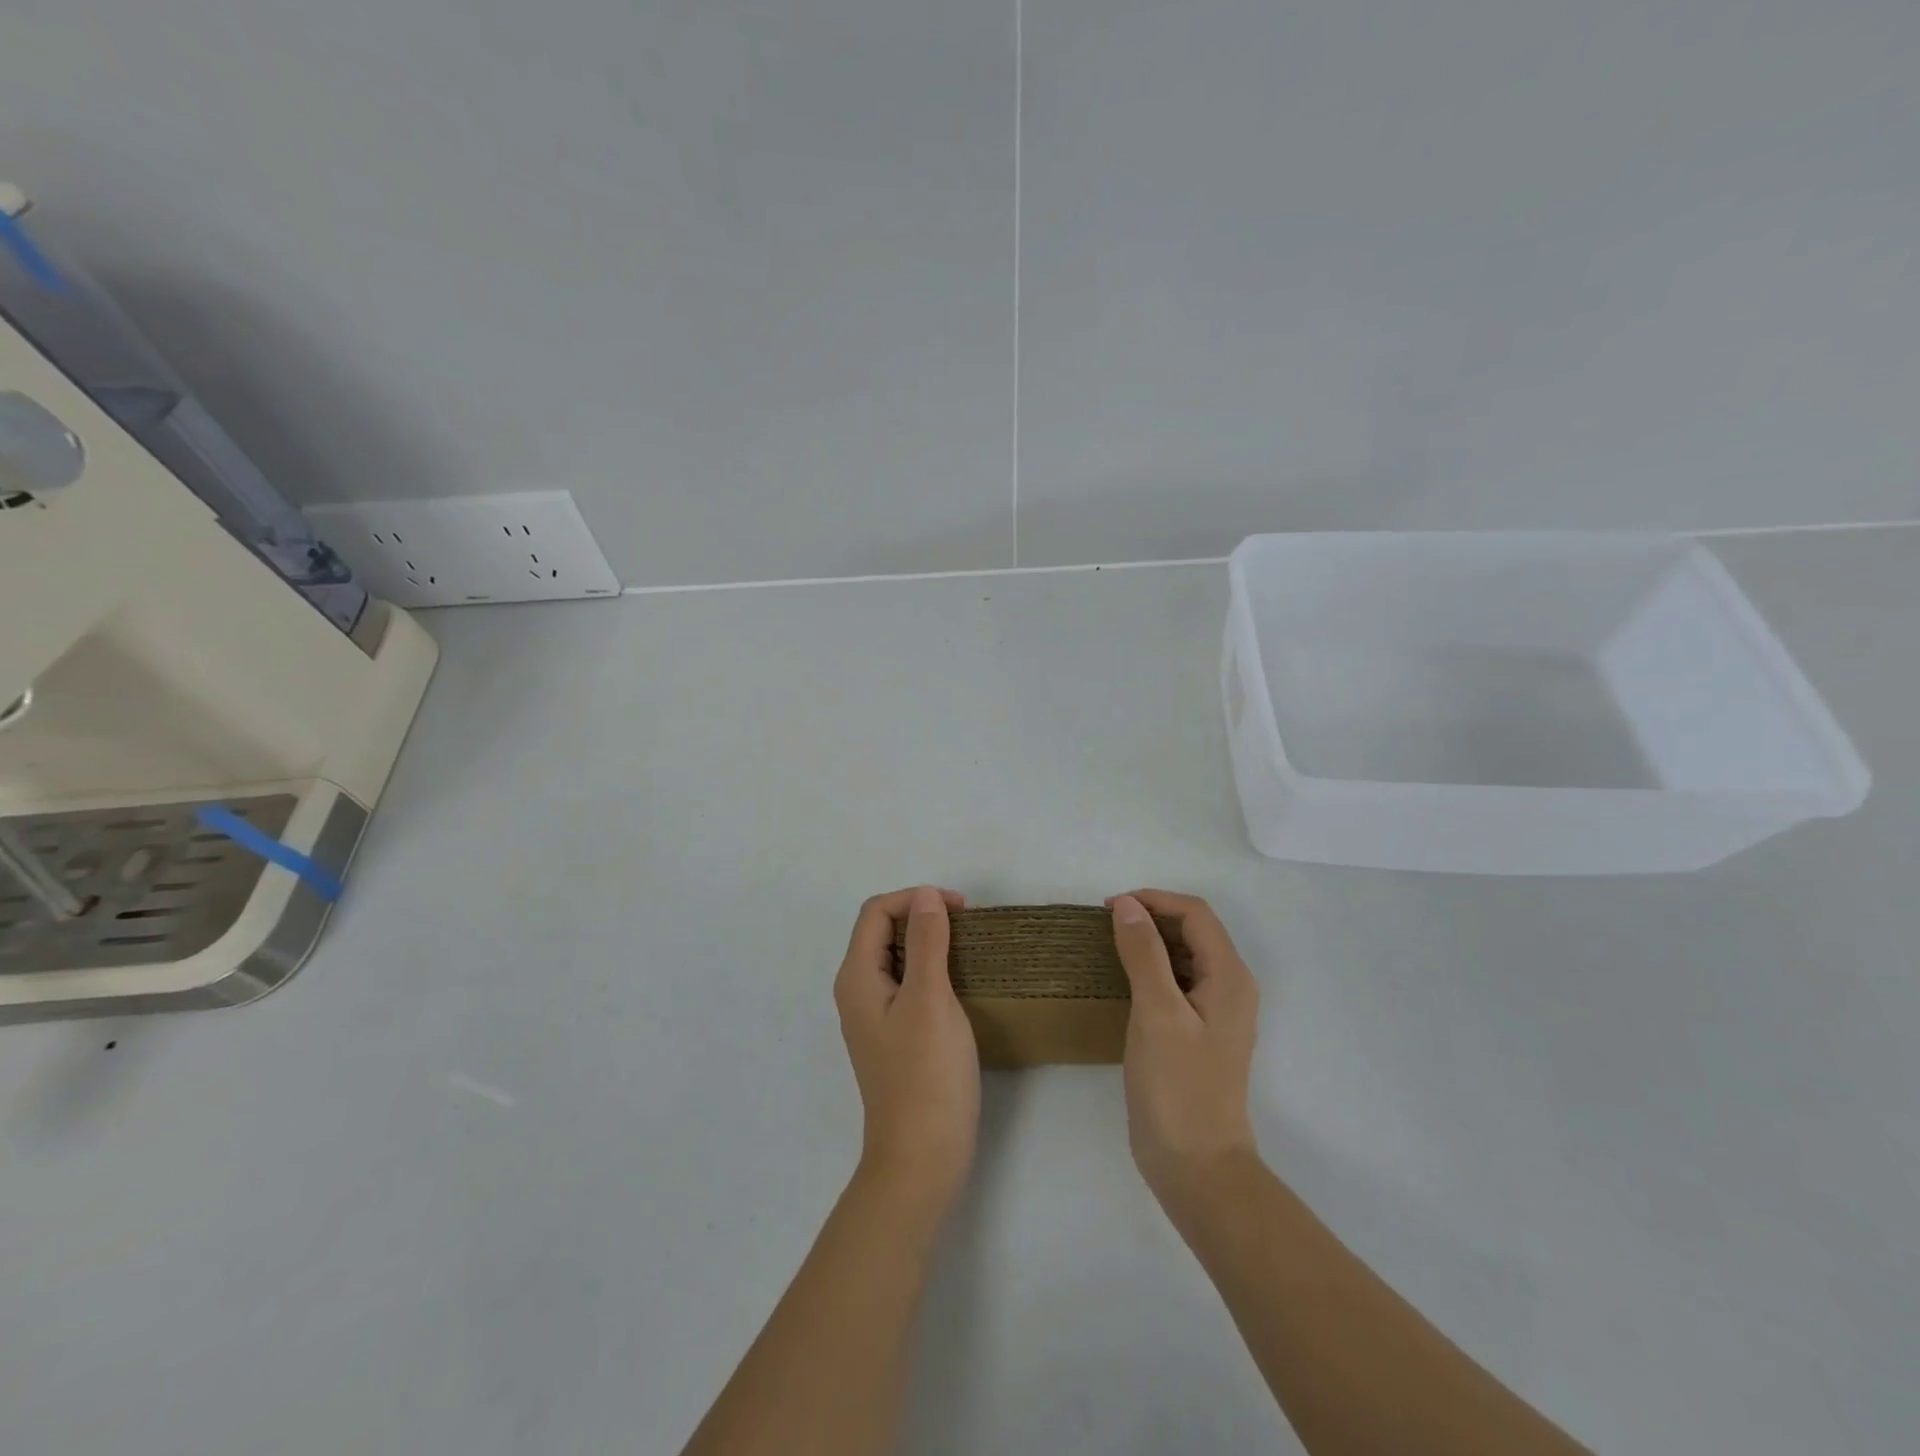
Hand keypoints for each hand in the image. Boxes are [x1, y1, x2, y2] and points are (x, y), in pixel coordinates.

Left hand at [834, 886, 979, 1214]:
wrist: (922, 1158)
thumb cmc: (926, 1075)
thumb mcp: (930, 999)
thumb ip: (927, 942)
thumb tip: (925, 895)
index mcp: (857, 977)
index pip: (877, 912)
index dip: (916, 899)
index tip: (961, 909)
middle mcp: (858, 991)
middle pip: (882, 931)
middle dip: (922, 916)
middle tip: (968, 926)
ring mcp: (875, 1016)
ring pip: (897, 957)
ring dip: (929, 942)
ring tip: (968, 948)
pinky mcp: (894, 1035)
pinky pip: (907, 983)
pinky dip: (931, 969)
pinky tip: (959, 982)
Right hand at [1108, 890, 1260, 1208]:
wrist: (1196, 1166)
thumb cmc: (1177, 1086)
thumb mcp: (1156, 1012)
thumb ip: (1144, 953)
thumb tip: (1127, 905)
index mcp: (1229, 977)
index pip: (1195, 914)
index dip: (1154, 900)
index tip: (1110, 907)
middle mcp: (1230, 987)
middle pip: (1194, 931)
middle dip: (1152, 917)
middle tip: (1106, 925)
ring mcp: (1217, 1013)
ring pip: (1185, 956)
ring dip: (1151, 943)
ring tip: (1110, 946)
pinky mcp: (1200, 1034)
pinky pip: (1178, 983)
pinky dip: (1152, 970)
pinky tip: (1124, 981)